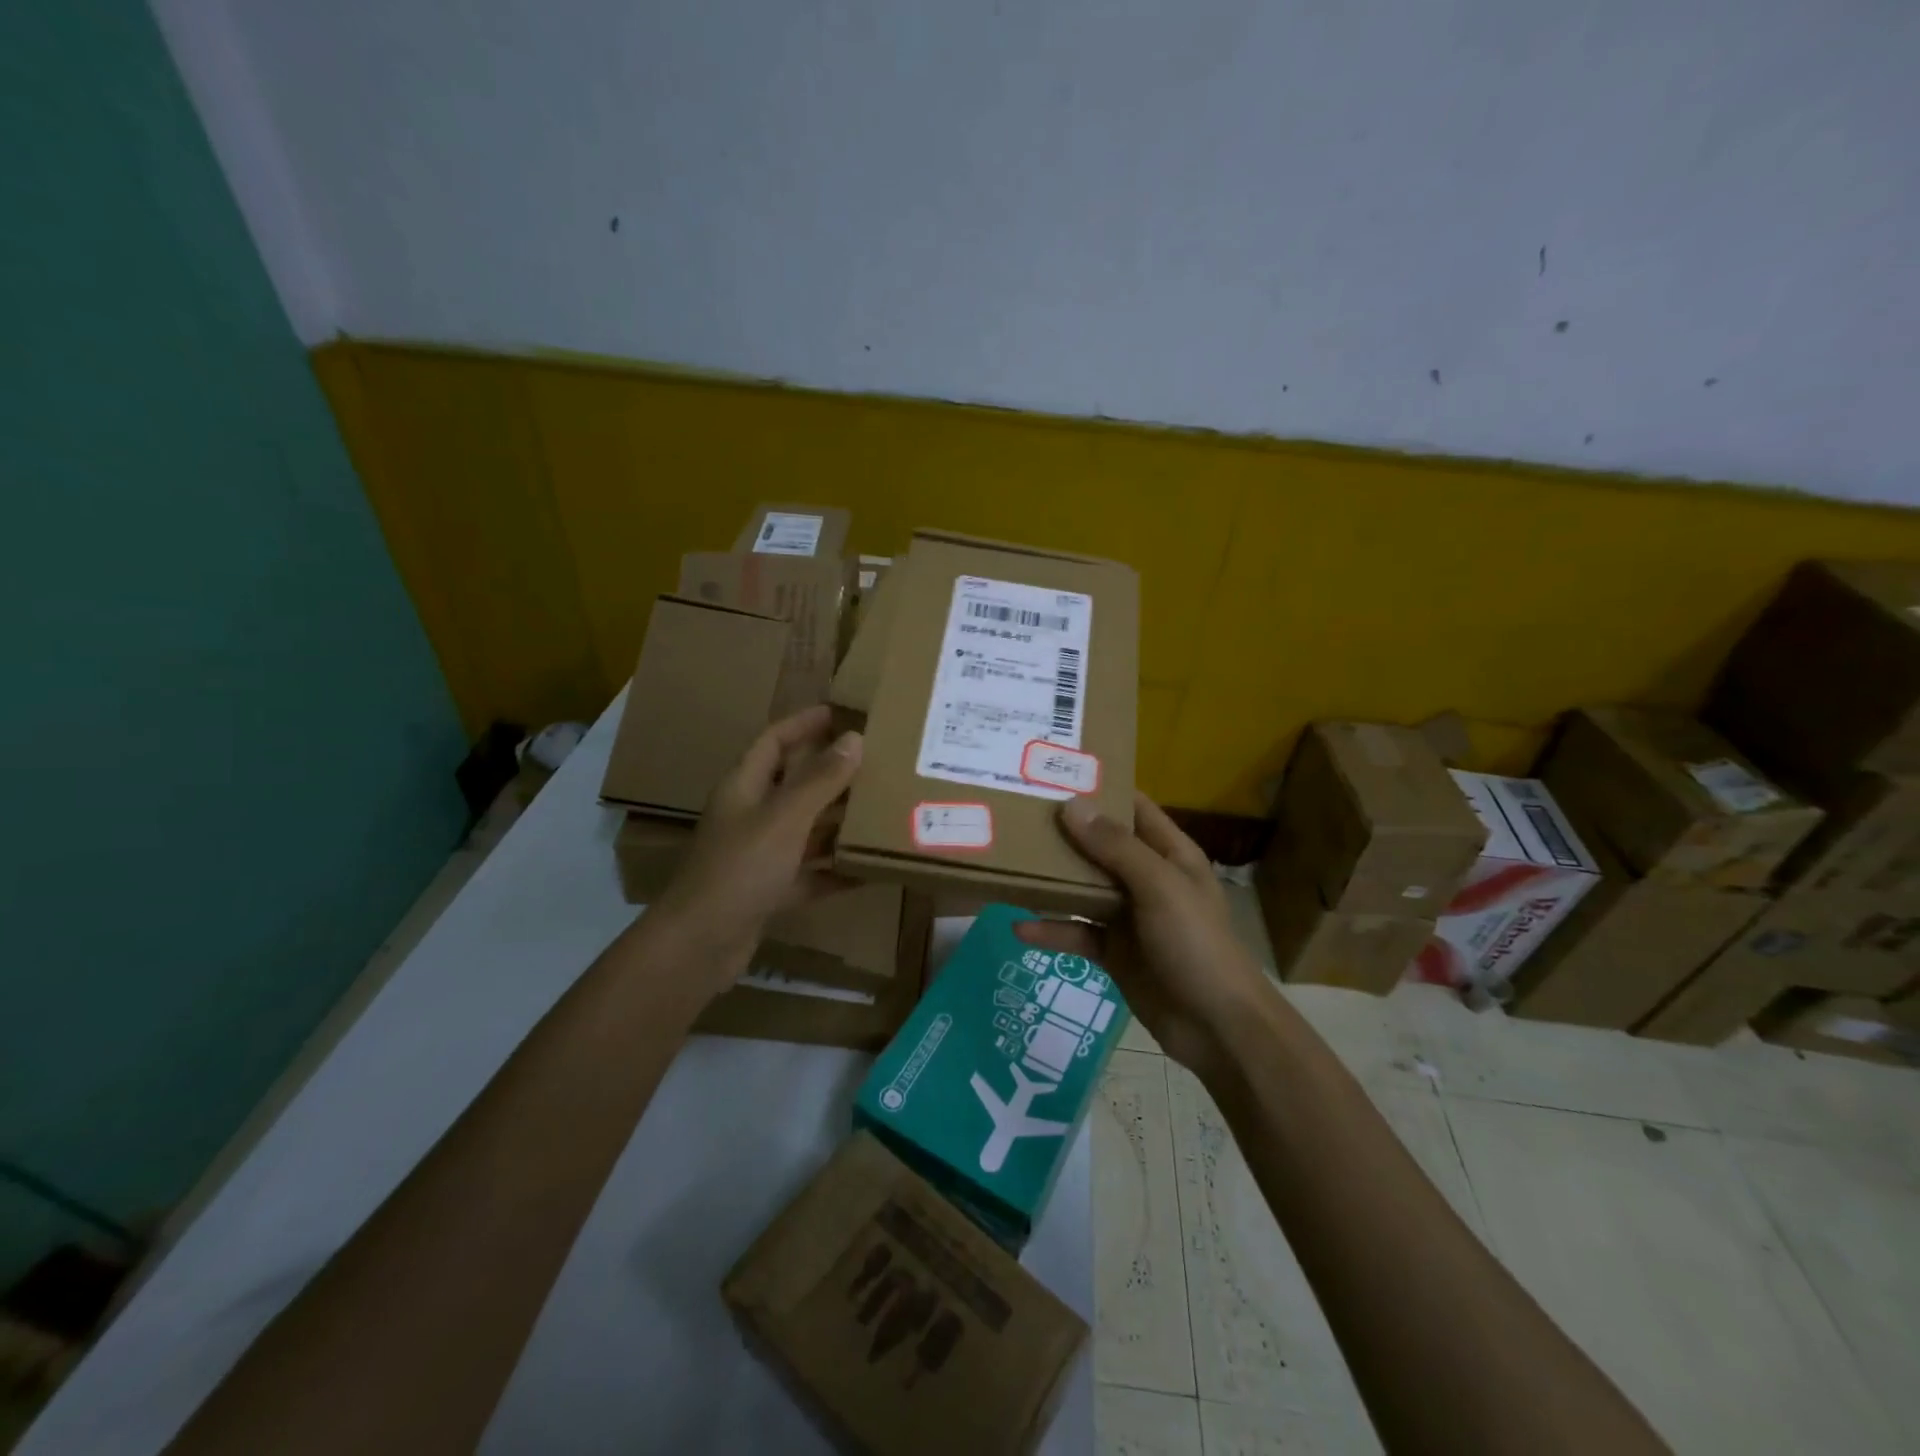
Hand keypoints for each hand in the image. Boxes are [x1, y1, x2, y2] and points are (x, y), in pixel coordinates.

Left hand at [651, 705, 863, 989]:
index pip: (774, 740)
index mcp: (744, 787)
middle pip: (794, 784)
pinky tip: (870, 870)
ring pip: (805, 829)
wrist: (700, 946)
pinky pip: (810, 872)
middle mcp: (750, 815)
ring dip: (838, 822)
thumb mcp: (785, 818)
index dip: (804, 723)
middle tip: (877, 763)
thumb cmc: (740, 869)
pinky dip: (836, 870)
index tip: (842, 713)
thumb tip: (854, 739)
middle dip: (833, 773)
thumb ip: (820, 780)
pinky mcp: (769, 891)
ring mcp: (759, 855)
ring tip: (883, 811)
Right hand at [1017, 792, 1270, 1073]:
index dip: (1100, 787)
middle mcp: (1147, 878)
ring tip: (1009, 864)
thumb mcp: (1158, 887)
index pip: (1132, 807)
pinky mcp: (1113, 951)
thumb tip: (1070, 804)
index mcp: (1169, 853)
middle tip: (1015, 813)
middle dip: (1064, 832)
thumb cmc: (1195, 943)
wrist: (1216, 1028)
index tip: (1054, 771)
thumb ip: (1115, 847)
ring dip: (1052, 880)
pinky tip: (1020, 927)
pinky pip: (1077, 932)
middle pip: (1100, 845)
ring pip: (1083, 888)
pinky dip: (1052, 930)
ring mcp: (1129, 916)